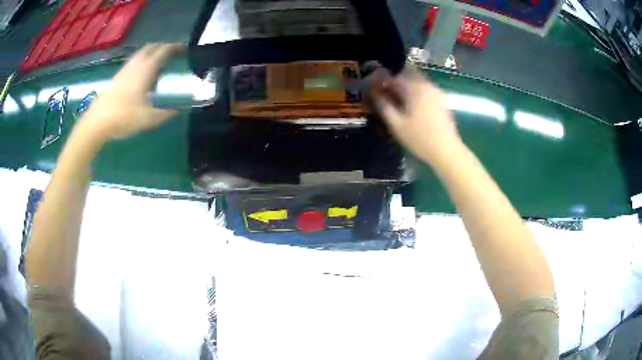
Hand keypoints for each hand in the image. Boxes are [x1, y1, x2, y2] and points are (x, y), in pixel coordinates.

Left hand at [79, 43, 182, 142]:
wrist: (96, 123)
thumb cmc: (123, 118)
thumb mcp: (149, 119)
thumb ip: (167, 112)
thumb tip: (180, 107)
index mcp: (146, 69)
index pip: (164, 50)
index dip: (176, 47)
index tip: (185, 49)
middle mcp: (136, 64)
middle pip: (152, 47)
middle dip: (164, 47)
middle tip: (173, 54)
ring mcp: (125, 69)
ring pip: (141, 53)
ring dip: (152, 53)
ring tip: (159, 63)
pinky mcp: (117, 77)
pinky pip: (133, 62)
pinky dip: (142, 61)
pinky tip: (142, 74)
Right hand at [371, 66, 461, 166]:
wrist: (447, 151)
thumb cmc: (419, 138)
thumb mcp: (396, 124)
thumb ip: (383, 104)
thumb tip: (373, 92)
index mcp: (414, 87)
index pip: (393, 77)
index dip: (381, 82)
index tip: (374, 91)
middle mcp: (426, 84)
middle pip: (407, 74)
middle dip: (395, 82)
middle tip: (388, 96)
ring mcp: (436, 91)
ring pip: (417, 81)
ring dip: (406, 87)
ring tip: (399, 103)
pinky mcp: (442, 100)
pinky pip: (425, 89)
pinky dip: (416, 93)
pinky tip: (413, 109)